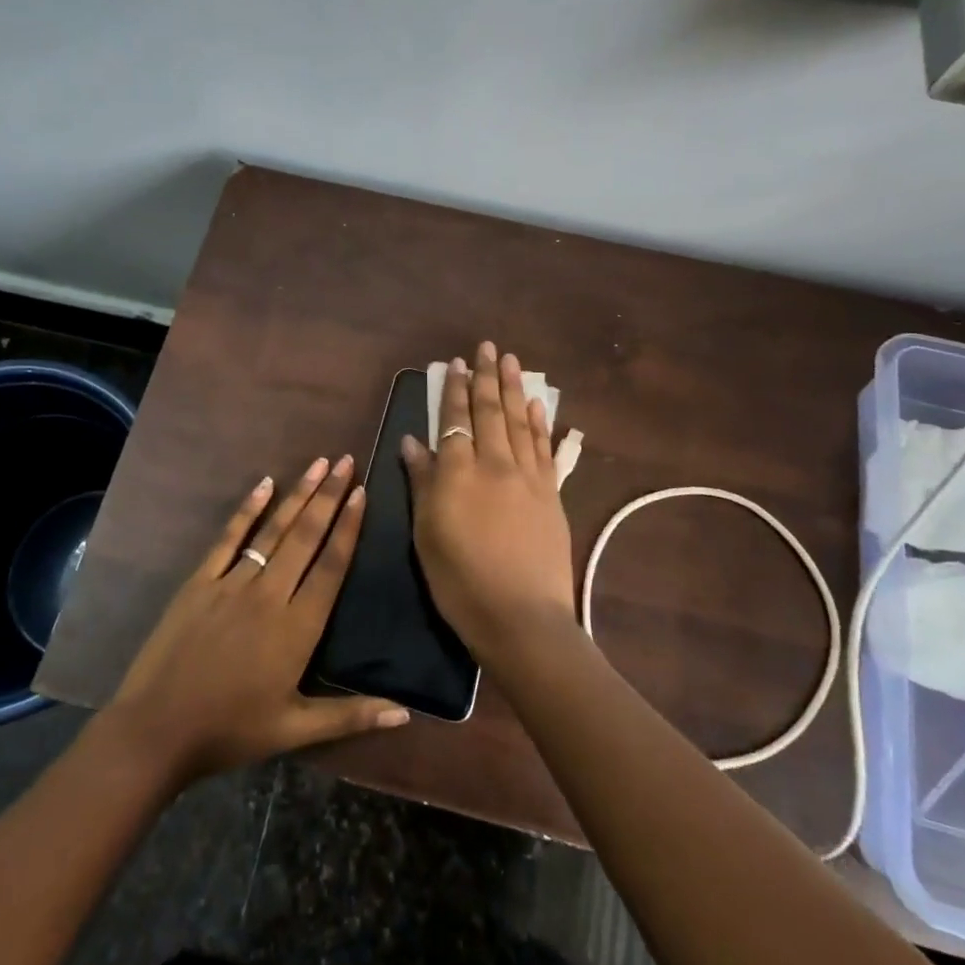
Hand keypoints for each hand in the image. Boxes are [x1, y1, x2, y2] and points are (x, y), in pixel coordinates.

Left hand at [104, 455, 409, 788]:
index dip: (349, 527)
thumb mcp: (295, 730)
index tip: (362, 493)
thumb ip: (351, 716)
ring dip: (298, 495)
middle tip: (346, 461)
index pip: (332, 566)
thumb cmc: (230, 731)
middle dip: (329, 496)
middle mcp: (270, 594)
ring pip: (274, 530)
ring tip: (318, 463)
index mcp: (298, 627)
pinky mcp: (200, 581)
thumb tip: (406, 715)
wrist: (157, 731)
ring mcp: (232, 583)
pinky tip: (264, 485)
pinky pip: (229, 538)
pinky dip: (248, 510)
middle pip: (306, 537)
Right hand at [400, 342, 576, 659]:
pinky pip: (545, 449)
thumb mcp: (426, 534)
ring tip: (511, 361)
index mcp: (459, 474)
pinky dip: (540, 423)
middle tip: (487, 347)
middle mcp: (495, 465)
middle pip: (490, 413)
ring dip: (514, 389)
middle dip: (486, 378)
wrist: (521, 618)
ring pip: (519, 423)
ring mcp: (528, 478)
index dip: (455, 391)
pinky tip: (537, 405)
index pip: (456, 422)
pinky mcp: (552, 495)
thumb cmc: (460, 581)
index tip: (455, 363)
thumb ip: (422, 482)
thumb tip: (413, 441)